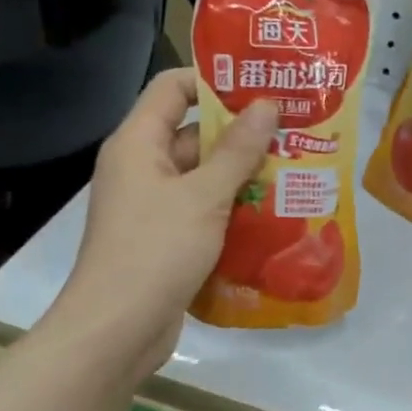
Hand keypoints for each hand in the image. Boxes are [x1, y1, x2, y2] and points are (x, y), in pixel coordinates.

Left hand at [55, 69, 277, 370]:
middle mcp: (141, 167)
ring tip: (295, 169)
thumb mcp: (204, 196)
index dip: (213, 80)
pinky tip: (273, 213)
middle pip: (192, 133)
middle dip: (241, 133)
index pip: (172, 87)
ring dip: (242, 174)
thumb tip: (266, 105)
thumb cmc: (156, 251)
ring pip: (202, 176)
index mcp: (138, 143)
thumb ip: (237, 150)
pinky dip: (232, 209)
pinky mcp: (165, 239)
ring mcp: (152, 206)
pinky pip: (202, 210)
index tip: (261, 86)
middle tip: (293, 131)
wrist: (116, 330)